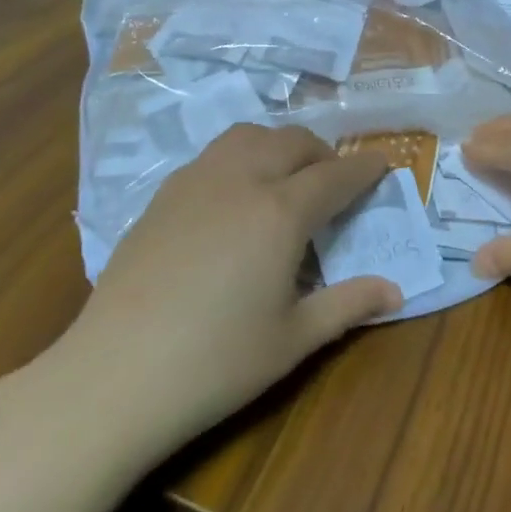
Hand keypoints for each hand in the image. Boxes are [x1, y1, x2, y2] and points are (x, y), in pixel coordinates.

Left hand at [54, 125, 400, 460]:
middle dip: (323, 153)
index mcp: (280, 212)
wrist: (115, 375)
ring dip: (278, 145)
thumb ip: (348, 305)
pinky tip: (235, 196)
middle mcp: (240, 180)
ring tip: (286, 177)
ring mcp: (195, 182)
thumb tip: (395, 292)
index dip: (364, 170)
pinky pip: (213, 155)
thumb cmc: (216, 362)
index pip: (335, 176)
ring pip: (248, 136)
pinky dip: (240, 158)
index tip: (383, 164)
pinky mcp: (162, 196)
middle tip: (335, 181)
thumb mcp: (294, 339)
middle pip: (292, 142)